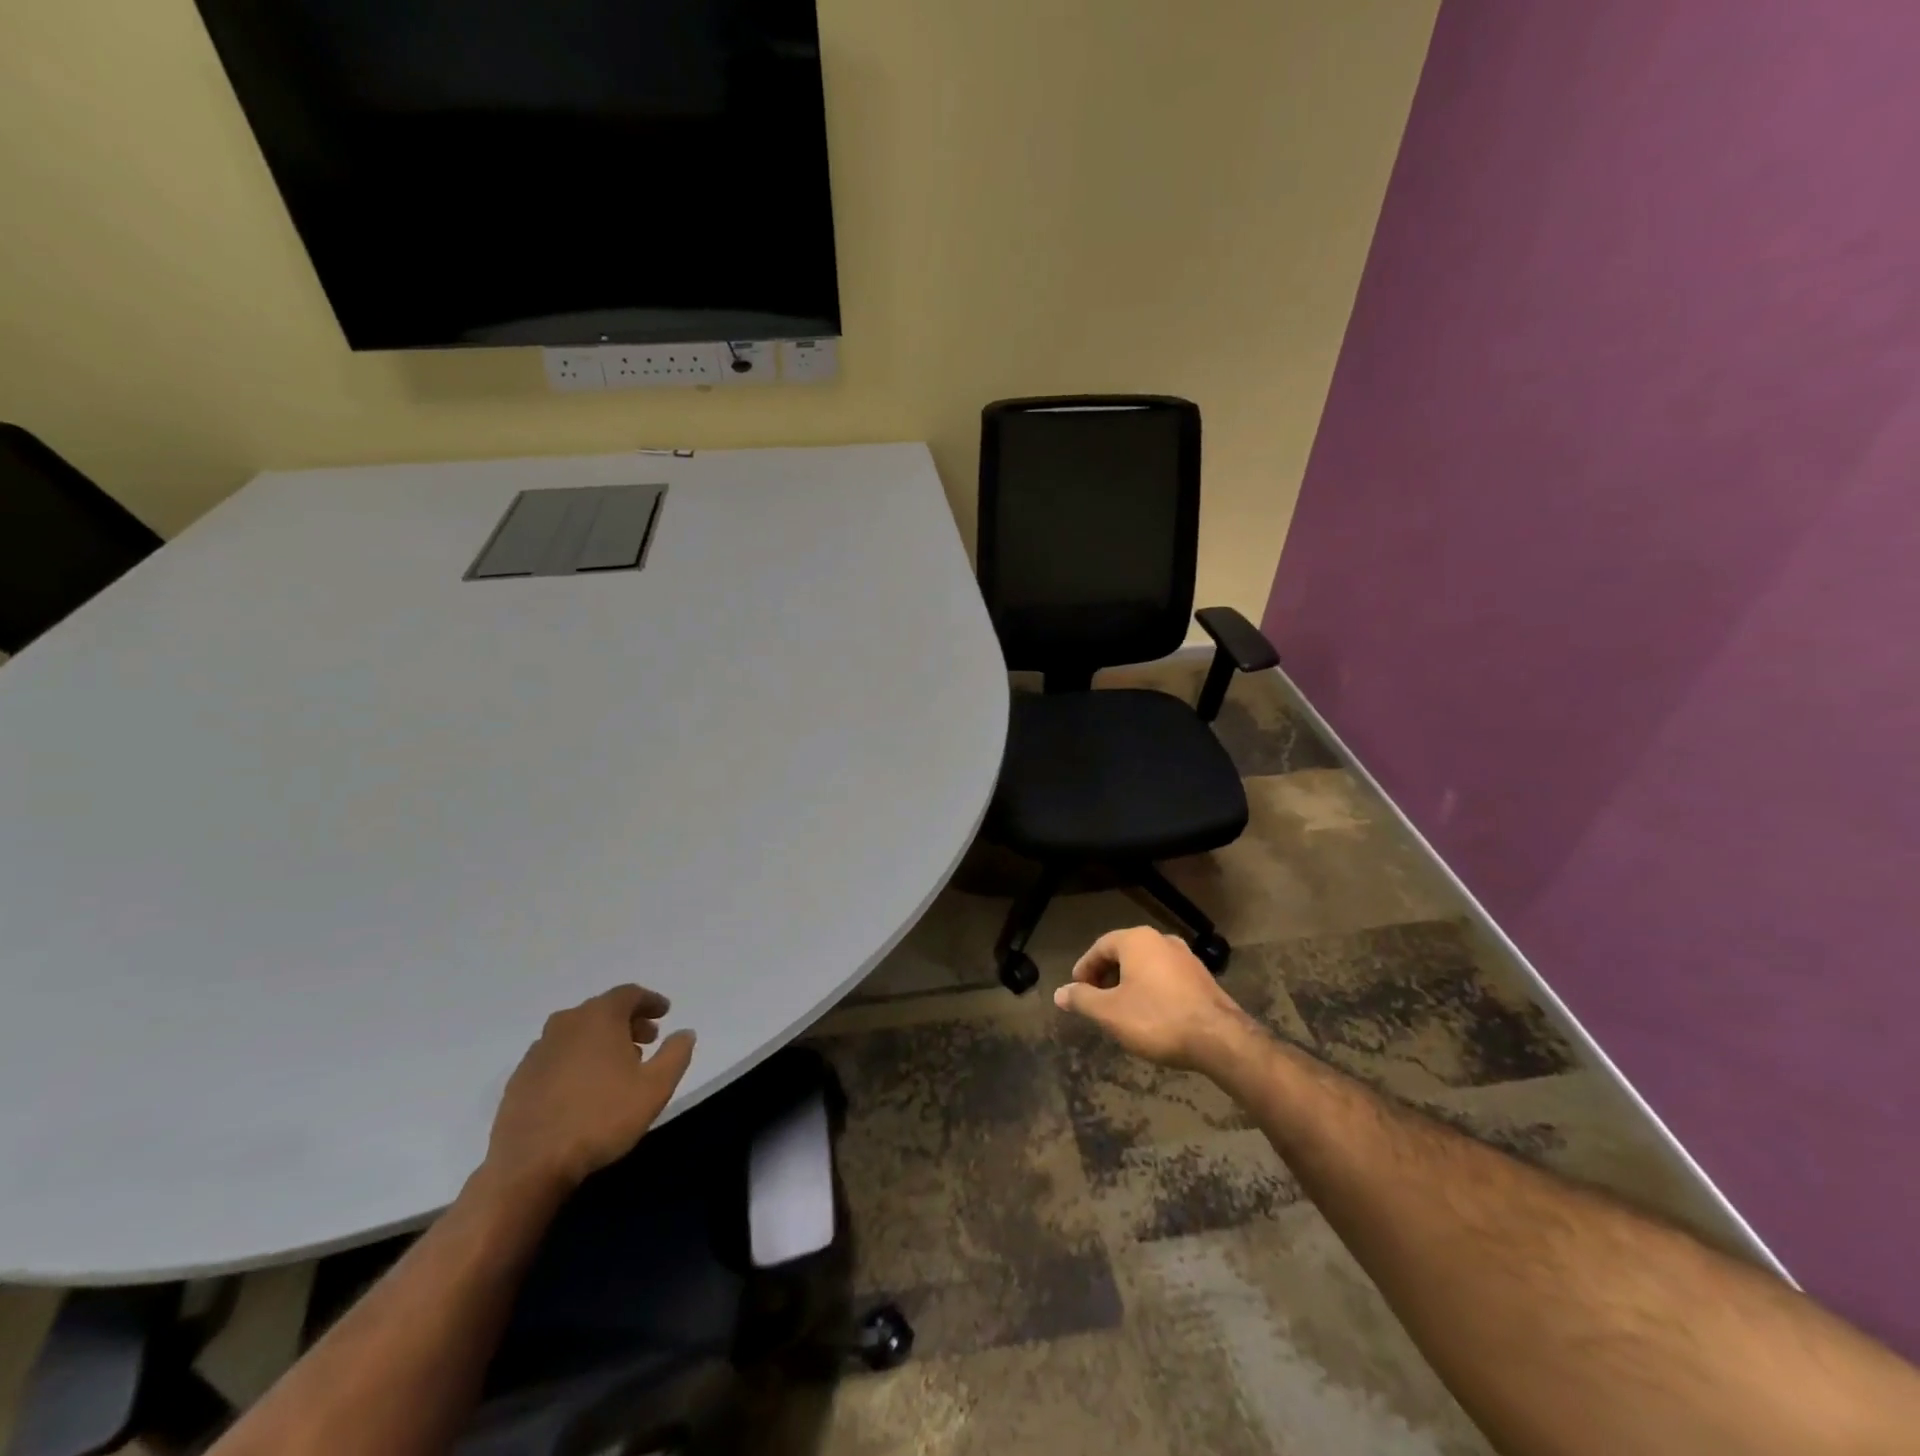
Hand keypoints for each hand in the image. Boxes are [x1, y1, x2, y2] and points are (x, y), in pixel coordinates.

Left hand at [485, 985, 696, 1194]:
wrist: (530, 1165)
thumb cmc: (601, 1118)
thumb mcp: (656, 1087)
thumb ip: (676, 1054)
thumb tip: (684, 1033)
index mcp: (599, 1017)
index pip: (629, 994)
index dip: (650, 1001)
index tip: (665, 1013)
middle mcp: (566, 1024)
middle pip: (602, 1010)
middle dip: (628, 1021)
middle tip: (647, 1040)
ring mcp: (539, 1051)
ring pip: (578, 1033)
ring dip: (601, 1041)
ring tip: (618, 1066)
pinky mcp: (520, 1078)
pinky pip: (557, 1056)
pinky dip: (576, 1060)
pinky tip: (584, 1087)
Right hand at [1054, 927, 1257, 1070]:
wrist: (1219, 1039)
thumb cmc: (1156, 1019)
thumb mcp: (1110, 1012)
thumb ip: (1082, 999)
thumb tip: (1059, 993)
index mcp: (1137, 940)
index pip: (1100, 946)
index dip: (1085, 967)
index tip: (1077, 989)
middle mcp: (1162, 940)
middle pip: (1124, 953)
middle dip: (1106, 975)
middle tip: (1096, 1000)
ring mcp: (1186, 957)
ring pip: (1146, 965)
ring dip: (1129, 983)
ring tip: (1120, 1009)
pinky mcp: (1202, 977)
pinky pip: (1166, 977)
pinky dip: (1151, 989)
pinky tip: (1150, 1014)